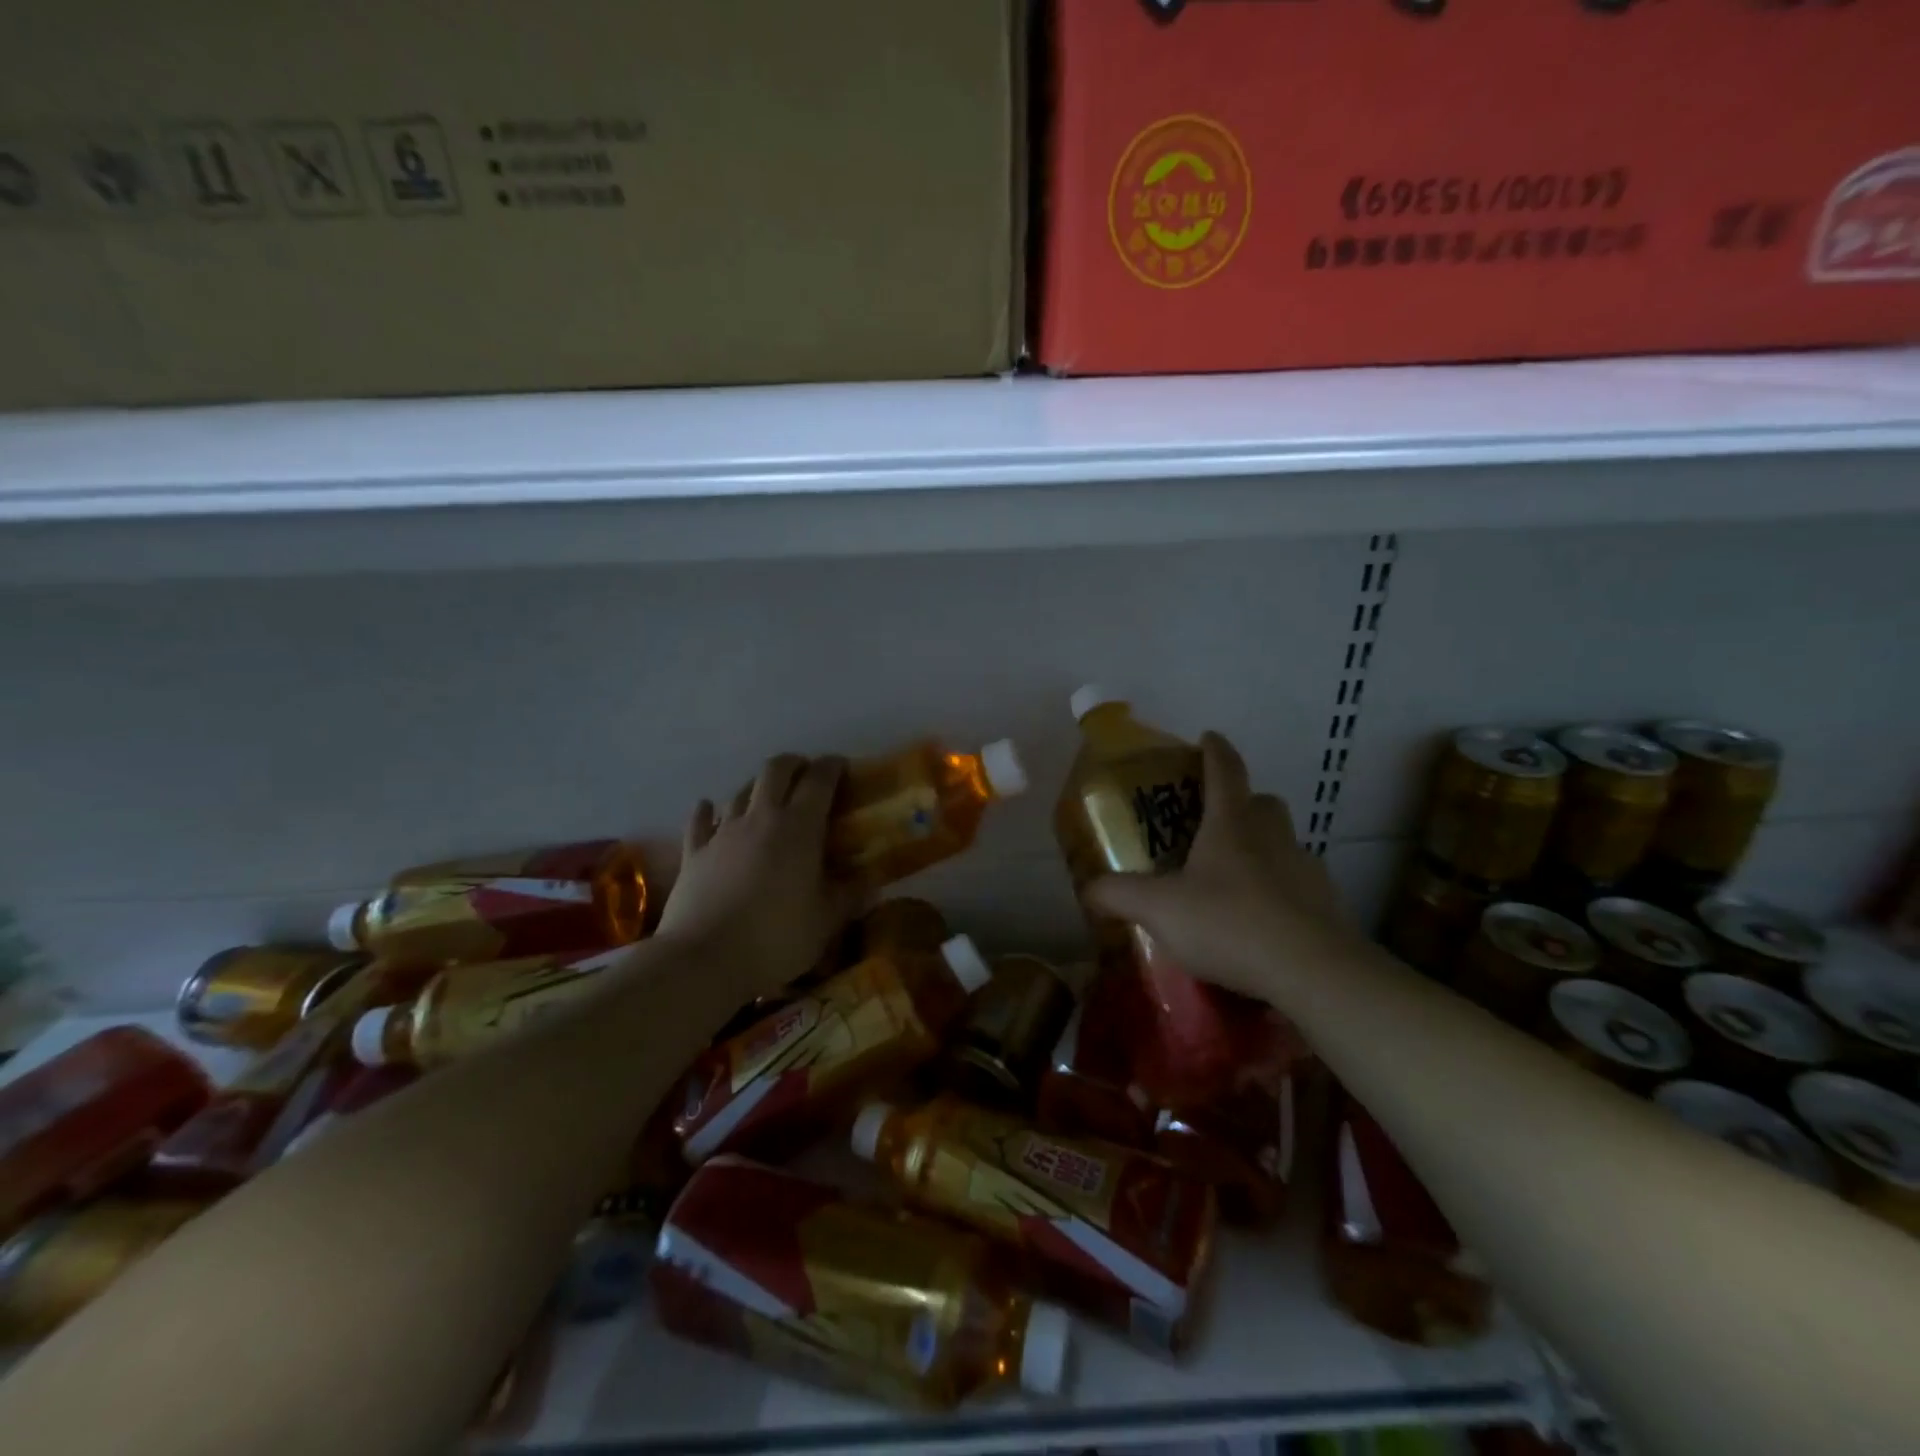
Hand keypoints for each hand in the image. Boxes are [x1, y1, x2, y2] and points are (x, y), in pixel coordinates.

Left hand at [655, 754, 860, 1001]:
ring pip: (741, 791)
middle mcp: (761, 817)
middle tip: (807, 776)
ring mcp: (723, 832)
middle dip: (794, 764)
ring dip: (758, 787)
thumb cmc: (776, 937)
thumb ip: (851, 896)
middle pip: (775, 770)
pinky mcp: (694, 852)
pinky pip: (700, 820)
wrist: (704, 959)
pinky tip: (709, 809)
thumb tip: (874, 882)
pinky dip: (708, 811)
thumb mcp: (827, 921)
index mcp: (799, 827)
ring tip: (769, 800)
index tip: (843, 767)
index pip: (819, 779)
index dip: (833, 767)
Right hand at [1085, 732, 1361, 1007]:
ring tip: (1230, 881)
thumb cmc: (1229, 922)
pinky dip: (1278, 892)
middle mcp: (1272, 836)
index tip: (1207, 737)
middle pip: (1261, 803)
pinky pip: (1297, 885)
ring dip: (1260, 849)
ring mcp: (1305, 869)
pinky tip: (1259, 922)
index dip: (1214, 750)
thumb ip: (1118, 894)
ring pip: (1282, 843)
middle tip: (1213, 823)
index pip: (1225, 769)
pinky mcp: (1326, 903)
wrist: (1312, 971)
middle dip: (1240, 803)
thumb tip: (1089, 888)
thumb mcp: (1159, 909)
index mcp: (1232, 824)